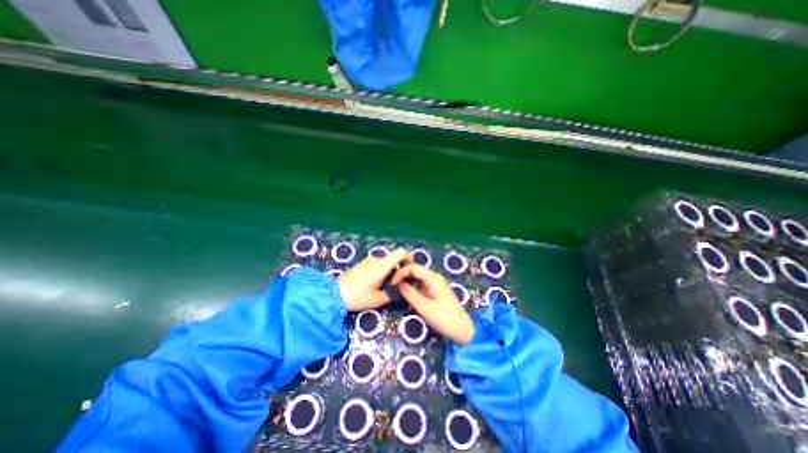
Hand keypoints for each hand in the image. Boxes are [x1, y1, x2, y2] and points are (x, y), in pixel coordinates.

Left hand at [337, 250, 409, 312]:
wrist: (334, 294)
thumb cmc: (357, 297)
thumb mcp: (377, 300)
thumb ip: (392, 294)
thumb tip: (402, 291)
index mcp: (382, 266)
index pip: (400, 252)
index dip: (409, 258)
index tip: (409, 270)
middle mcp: (376, 259)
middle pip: (394, 259)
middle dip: (399, 270)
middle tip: (398, 284)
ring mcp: (369, 260)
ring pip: (386, 263)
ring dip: (390, 272)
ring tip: (386, 287)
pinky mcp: (363, 263)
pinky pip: (378, 264)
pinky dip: (382, 271)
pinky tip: (377, 284)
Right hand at [390, 264, 474, 345]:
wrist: (462, 330)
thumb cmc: (443, 318)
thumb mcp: (423, 306)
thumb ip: (409, 293)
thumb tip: (398, 284)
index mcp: (433, 278)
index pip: (413, 267)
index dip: (401, 273)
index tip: (392, 284)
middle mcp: (434, 277)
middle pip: (415, 271)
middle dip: (403, 278)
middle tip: (393, 288)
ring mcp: (436, 284)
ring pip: (418, 279)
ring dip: (408, 284)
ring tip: (398, 293)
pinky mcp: (436, 292)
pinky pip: (422, 286)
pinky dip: (414, 290)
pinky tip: (408, 299)